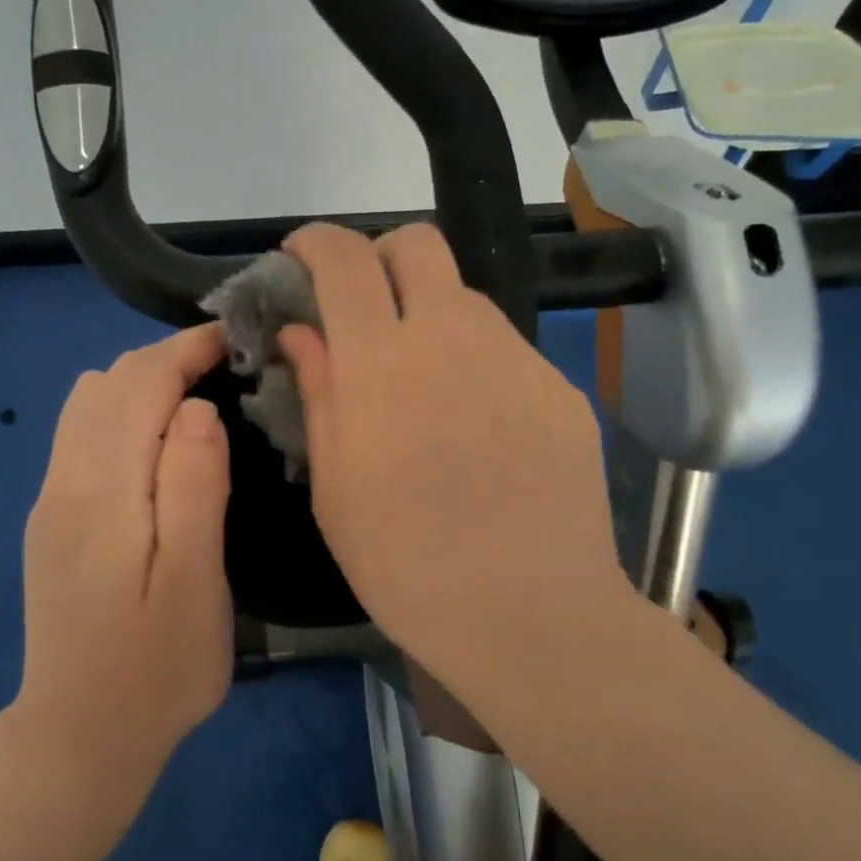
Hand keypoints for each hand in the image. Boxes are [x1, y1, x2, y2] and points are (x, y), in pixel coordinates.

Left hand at [17, 324, 233, 790]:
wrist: (77, 739)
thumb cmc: (154, 670)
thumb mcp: (194, 585)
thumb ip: (195, 489)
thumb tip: (197, 408)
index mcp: (100, 492)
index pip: (138, 385)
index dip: (187, 350)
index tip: (237, 340)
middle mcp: (63, 482)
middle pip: (106, 383)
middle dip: (166, 360)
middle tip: (229, 371)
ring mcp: (50, 501)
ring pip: (87, 404)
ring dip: (142, 384)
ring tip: (199, 401)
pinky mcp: (52, 520)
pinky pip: (82, 435)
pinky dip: (123, 413)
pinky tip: (161, 444)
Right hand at [279, 223, 633, 697]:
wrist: (533, 616)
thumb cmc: (407, 565)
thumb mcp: (334, 489)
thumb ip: (318, 394)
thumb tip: (302, 332)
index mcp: (382, 362)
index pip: (346, 259)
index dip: (316, 243)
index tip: (301, 259)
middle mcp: (454, 337)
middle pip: (418, 244)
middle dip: (378, 257)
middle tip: (361, 309)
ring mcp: (517, 359)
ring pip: (464, 297)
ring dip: (428, 314)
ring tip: (419, 384)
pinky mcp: (559, 388)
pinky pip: (504, 350)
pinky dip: (473, 363)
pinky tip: (475, 428)